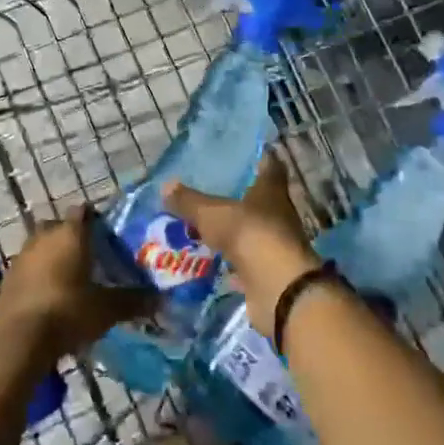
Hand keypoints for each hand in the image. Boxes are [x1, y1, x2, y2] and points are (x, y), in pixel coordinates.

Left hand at [0, 207, 156, 361]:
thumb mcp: (107, 309)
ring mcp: (22, 255)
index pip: (85, 212)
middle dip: (74, 238)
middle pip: (61, 227)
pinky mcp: (7, 277)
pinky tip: (51, 296)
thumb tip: (161, 299)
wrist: (17, 340)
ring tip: (73, 279)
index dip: (97, 221)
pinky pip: (29, 267)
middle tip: (93, 258)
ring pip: (43, 246)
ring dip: (55, 257)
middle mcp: (44, 235)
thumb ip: (133, 300)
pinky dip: (40, 275)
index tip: (110, 237)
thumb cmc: (67, 312)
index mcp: (70, 233)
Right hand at [164, 153, 320, 335]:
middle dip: (236, 197)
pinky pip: (245, 261)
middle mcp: (278, 214)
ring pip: (250, 231)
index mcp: (271, 190)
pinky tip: (210, 260)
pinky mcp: (268, 271)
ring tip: (202, 225)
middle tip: (207, 191)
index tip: (237, 156)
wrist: (278, 288)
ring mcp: (274, 244)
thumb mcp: (212, 214)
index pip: (269, 165)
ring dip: (232, 230)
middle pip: (258, 200)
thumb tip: (166, 185)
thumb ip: (189, 201)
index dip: (256, 159)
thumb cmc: (249, 234)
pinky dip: (230, 261)